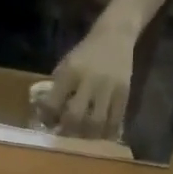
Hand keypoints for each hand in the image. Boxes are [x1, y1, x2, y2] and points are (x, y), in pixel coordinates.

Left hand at [47, 23, 134, 138]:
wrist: (115, 36)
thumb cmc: (85, 53)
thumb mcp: (66, 64)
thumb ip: (58, 88)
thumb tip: (48, 116)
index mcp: (70, 72)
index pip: (53, 103)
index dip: (48, 118)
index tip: (49, 123)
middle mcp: (89, 80)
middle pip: (76, 117)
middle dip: (68, 131)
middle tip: (66, 134)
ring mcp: (108, 87)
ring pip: (97, 122)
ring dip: (88, 136)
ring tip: (84, 137)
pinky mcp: (124, 93)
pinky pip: (115, 120)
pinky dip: (107, 132)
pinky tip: (101, 135)